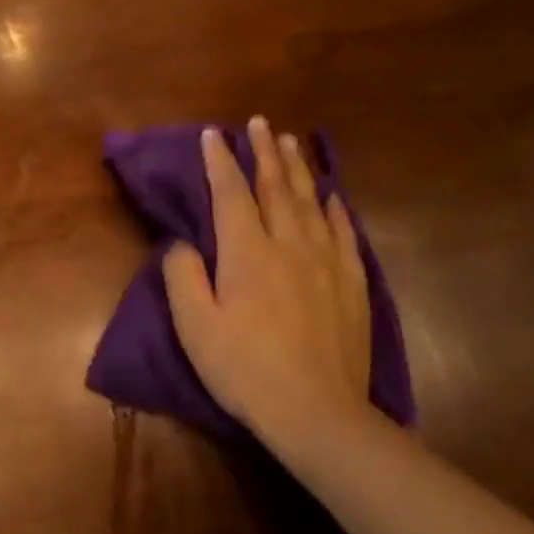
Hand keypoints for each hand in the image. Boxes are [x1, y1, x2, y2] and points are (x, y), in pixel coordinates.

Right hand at [162, 118, 372, 450]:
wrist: (316, 410)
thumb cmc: (243, 368)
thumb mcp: (194, 326)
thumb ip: (183, 276)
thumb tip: (182, 242)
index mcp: (246, 253)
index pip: (231, 194)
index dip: (220, 161)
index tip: (212, 134)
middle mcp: (289, 244)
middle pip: (276, 187)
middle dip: (264, 151)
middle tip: (258, 123)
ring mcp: (326, 261)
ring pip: (311, 201)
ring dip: (298, 168)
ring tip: (291, 142)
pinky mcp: (352, 282)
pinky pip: (343, 230)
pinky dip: (334, 206)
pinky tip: (331, 193)